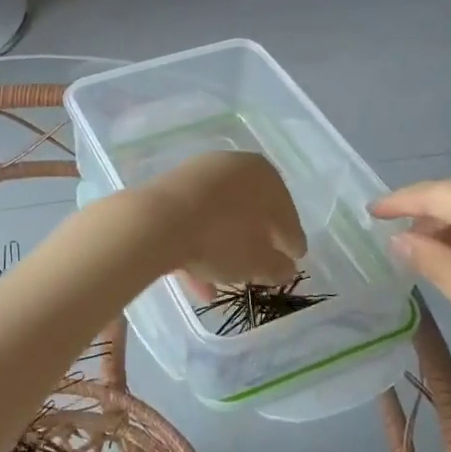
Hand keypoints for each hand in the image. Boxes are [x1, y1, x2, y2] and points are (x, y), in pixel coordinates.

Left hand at [139, 151, 304, 289]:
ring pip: (218, 218)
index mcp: (263, 174)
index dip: (291, 239)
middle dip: (255, 241)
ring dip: (223, 251)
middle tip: (261, 267)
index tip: (295, 259)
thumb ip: (278, 266)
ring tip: (225, 285)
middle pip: (250, 209)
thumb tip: (285, 267)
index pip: (285, 211)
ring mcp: (196, 175)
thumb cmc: (221, 238)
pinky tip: (197, 282)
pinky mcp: (167, 190)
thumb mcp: (259, 261)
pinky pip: (191, 221)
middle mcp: (231, 166)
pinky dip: (197, 247)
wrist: (156, 222)